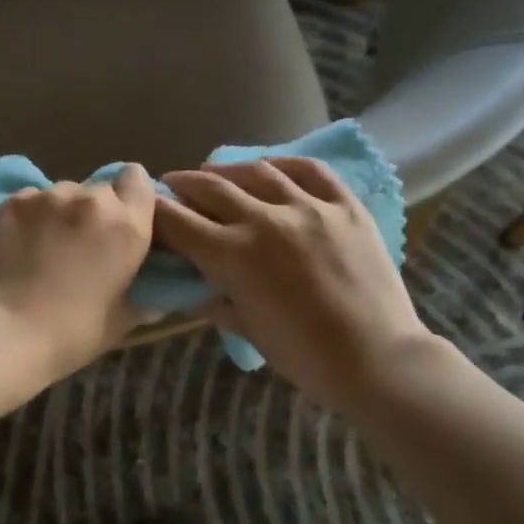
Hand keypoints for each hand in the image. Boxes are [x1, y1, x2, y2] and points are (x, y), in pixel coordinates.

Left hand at [0, 164, 156, 380]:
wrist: (8, 331)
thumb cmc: (74, 332)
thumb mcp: (122, 320)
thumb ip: (141, 298)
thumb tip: (153, 300)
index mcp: (127, 224)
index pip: (139, 179)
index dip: (132, 195)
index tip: (125, 219)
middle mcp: (92, 199)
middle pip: (101, 188)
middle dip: (97, 210)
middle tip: (85, 242)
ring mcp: (49, 196)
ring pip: (65, 192)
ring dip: (64, 211)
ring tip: (49, 243)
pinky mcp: (14, 202)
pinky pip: (33, 199)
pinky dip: (33, 215)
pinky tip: (23, 242)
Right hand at [154, 158, 433, 413]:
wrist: (377, 360)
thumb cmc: (304, 357)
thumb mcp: (247, 330)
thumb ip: (214, 301)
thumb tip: (191, 288)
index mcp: (232, 256)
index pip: (177, 221)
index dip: (154, 212)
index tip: (146, 208)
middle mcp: (264, 220)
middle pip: (209, 188)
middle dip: (182, 184)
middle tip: (172, 185)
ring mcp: (309, 207)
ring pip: (256, 172)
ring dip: (226, 170)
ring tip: (214, 172)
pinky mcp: (345, 205)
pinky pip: (310, 171)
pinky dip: (284, 163)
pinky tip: (269, 166)